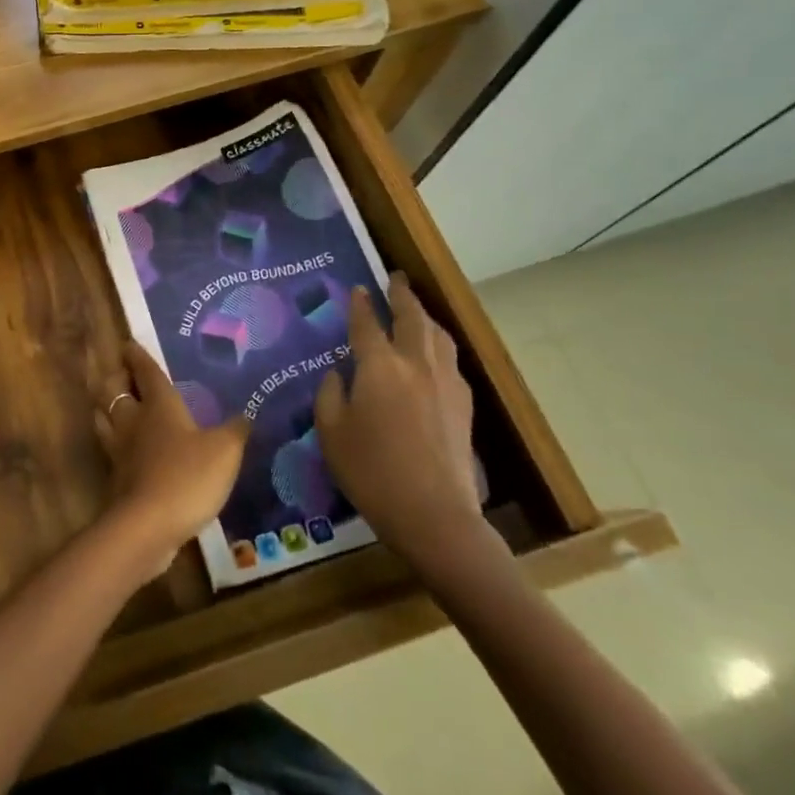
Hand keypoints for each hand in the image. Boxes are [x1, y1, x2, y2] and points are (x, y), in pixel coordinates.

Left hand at [89, 342, 246, 574]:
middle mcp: (133, 421)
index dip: (138, 357)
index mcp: (158, 406)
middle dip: (116, 379)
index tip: (128, 343)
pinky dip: (114, 441)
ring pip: (105, 417)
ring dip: (107, 407)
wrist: (147, 526)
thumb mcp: (224, 451)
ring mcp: (119, 450)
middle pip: (114, 390)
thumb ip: (235, 431)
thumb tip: (246, 414)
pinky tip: (126, 449)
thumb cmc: (187, 477)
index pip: (146, 372)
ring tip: (115, 405)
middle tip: (122, 374)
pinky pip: (111, 448)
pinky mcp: (116, 478)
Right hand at [313, 274, 485, 573]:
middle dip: (402, 295)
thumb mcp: (331, 432)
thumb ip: (331, 394)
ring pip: (438, 336)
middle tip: (396, 278)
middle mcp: (416, 364)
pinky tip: (433, 355)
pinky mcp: (463, 405)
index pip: (366, 324)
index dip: (360, 304)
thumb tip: (339, 374)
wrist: (435, 516)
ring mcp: (445, 383)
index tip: (358, 289)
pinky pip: (450, 360)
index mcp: (379, 366)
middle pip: (412, 317)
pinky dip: (439, 344)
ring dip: (425, 316)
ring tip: (416, 310)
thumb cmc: (372, 472)